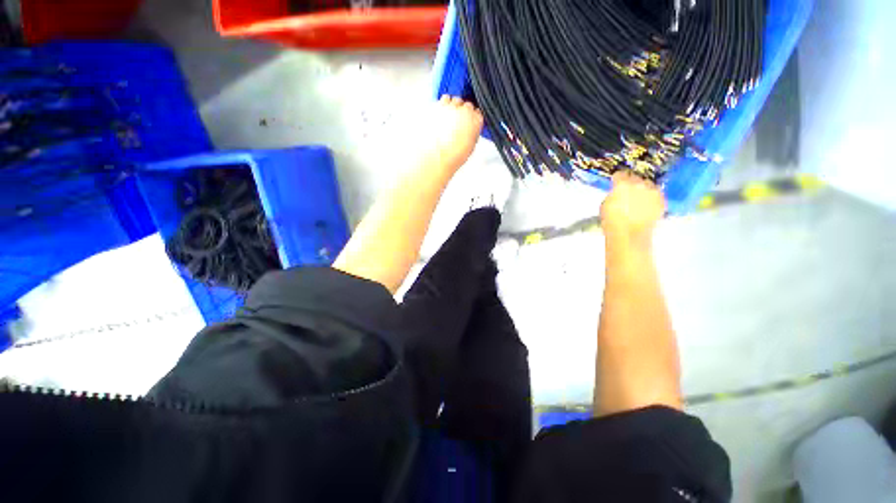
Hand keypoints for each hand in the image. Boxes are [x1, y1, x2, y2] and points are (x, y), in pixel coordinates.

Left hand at [425, 96, 483, 169]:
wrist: (437, 155)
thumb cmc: (453, 155)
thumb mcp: (470, 146)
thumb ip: (472, 132)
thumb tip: (469, 129)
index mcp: (476, 122)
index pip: (478, 113)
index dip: (473, 117)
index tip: (470, 121)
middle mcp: (465, 111)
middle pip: (467, 105)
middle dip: (464, 111)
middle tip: (458, 120)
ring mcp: (452, 107)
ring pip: (456, 99)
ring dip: (454, 106)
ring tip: (449, 116)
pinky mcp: (439, 105)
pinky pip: (444, 98)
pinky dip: (444, 103)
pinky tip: (441, 111)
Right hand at [601, 171, 665, 246]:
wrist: (629, 234)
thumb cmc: (611, 221)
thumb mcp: (605, 205)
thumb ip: (612, 195)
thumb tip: (617, 193)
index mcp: (622, 184)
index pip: (620, 174)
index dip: (617, 179)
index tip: (615, 182)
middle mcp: (639, 184)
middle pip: (636, 178)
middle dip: (631, 183)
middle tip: (627, 192)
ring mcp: (652, 192)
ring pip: (648, 186)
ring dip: (643, 190)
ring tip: (638, 199)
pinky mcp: (662, 201)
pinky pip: (656, 195)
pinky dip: (651, 199)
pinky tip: (646, 206)